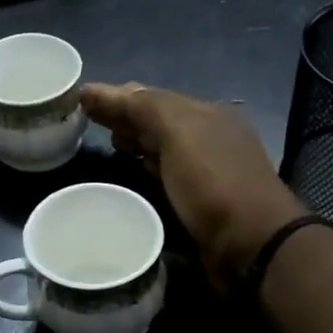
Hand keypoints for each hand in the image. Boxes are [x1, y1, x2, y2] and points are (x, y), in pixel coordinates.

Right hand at [81, 82, 308, 288]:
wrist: (250, 243)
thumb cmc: (213, 182)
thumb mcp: (179, 133)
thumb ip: (142, 107)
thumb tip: (98, 90)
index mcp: (206, 115)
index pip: (152, 98)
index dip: (118, 97)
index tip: (82, 99)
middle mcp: (208, 138)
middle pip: (158, 122)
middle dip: (125, 118)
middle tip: (88, 120)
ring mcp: (206, 172)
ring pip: (162, 149)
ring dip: (135, 143)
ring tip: (107, 143)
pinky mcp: (199, 203)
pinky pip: (166, 177)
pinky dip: (146, 169)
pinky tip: (132, 173)